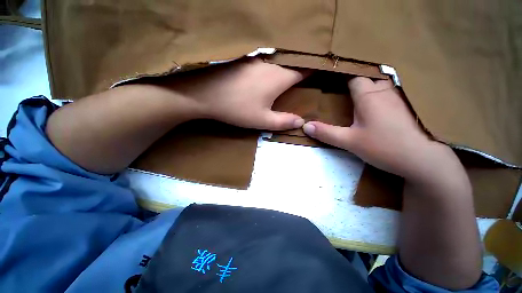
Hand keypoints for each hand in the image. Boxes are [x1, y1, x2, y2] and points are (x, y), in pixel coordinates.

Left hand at [166, 58, 306, 129]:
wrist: (205, 93)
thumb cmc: (236, 108)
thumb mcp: (261, 120)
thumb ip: (283, 121)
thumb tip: (301, 122)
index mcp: (279, 77)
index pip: (304, 70)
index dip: (314, 70)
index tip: (322, 70)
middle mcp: (271, 63)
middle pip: (292, 61)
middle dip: (302, 65)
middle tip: (309, 68)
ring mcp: (256, 58)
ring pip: (279, 58)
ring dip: (288, 62)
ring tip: (293, 66)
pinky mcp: (245, 59)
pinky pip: (265, 58)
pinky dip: (273, 62)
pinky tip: (270, 66)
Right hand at [302, 77, 450, 180]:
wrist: (424, 160)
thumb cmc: (385, 147)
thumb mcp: (350, 142)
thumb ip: (326, 133)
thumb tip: (305, 126)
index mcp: (369, 94)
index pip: (352, 75)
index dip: (341, 75)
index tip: (329, 76)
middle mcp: (385, 89)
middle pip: (366, 77)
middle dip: (352, 80)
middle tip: (339, 85)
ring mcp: (399, 95)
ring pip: (378, 83)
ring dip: (366, 84)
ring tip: (354, 91)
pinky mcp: (407, 104)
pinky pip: (388, 91)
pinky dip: (378, 92)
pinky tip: (374, 101)